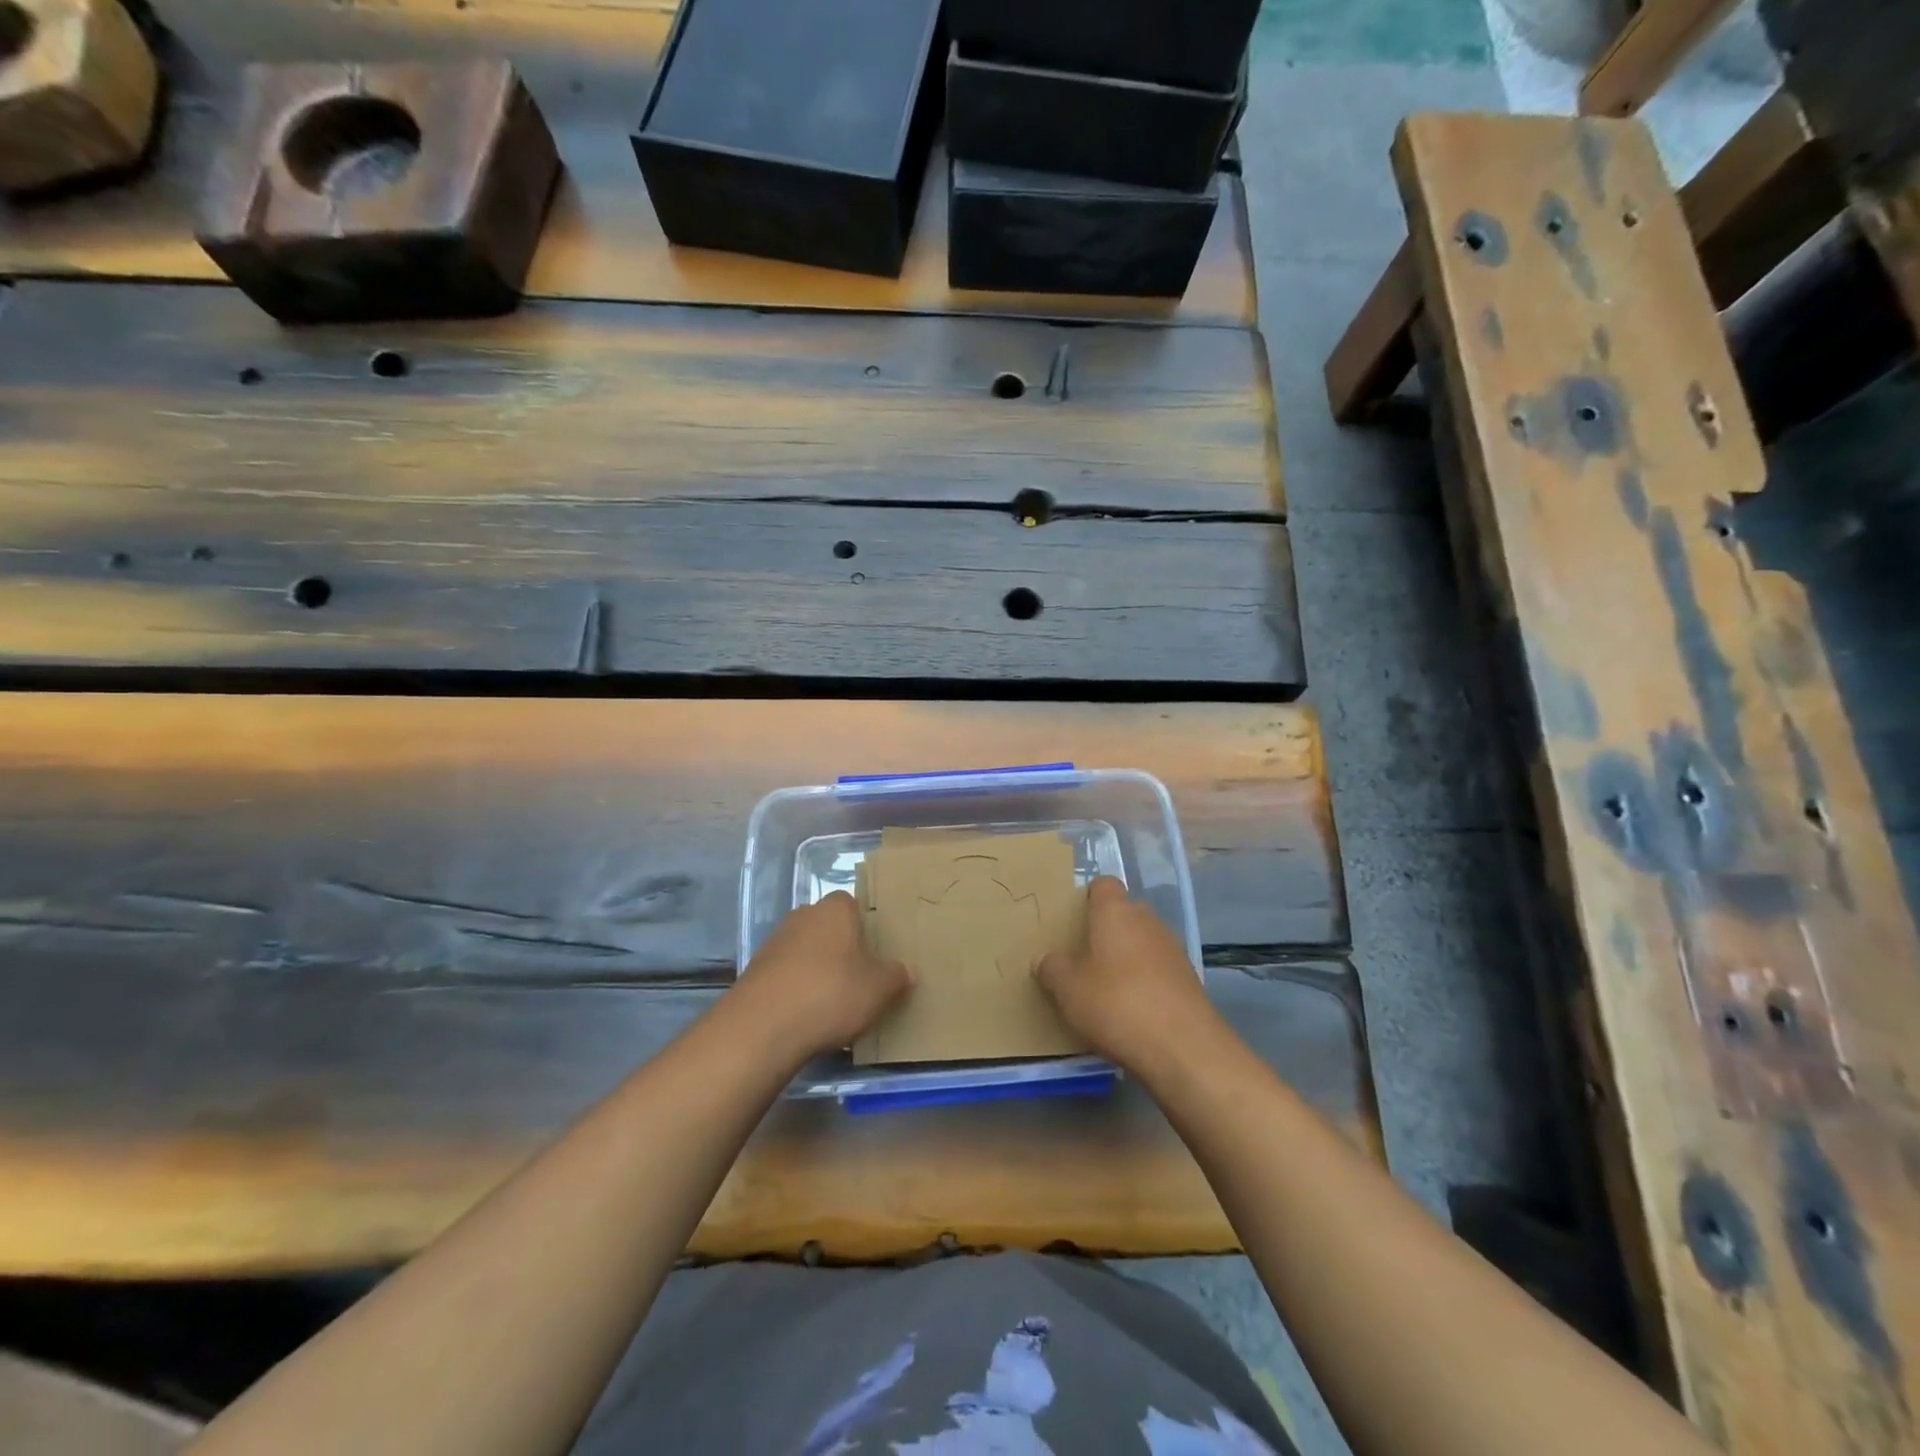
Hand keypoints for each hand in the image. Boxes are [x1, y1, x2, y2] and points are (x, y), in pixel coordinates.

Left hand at [736, 893, 909, 1062]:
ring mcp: (775, 941)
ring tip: (833, 1001)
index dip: (865, 926)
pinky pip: (786, 973)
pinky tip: (806, 1014)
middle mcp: (803, 915)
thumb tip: (906, 970)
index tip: (875, 951)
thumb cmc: (831, 994)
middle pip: (828, 926)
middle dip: (841, 947)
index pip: (853, 904)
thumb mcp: (878, 990)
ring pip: (805, 949)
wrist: (762, 1027)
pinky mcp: (755, 970)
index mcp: (835, 909)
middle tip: (859, 976)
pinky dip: (796, 988)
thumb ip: (896, 976)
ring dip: (817, 968)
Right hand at [1036, 877, 1219, 1075]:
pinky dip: (1145, 982)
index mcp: (1116, 911)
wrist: (1183, 1048)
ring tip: (1105, 989)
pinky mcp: (1188, 979)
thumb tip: (1046, 959)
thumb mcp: (1067, 989)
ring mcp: (1173, 949)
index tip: (1073, 921)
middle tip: (1082, 958)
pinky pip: (1158, 970)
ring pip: (1142, 942)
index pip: (1103, 885)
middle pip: (1124, 913)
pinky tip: (1132, 1011)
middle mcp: (1147, 921)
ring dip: (1126, 958)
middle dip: (1105, 931)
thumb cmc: (1116, 1004)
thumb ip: (1052, 968)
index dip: (1088, 898)